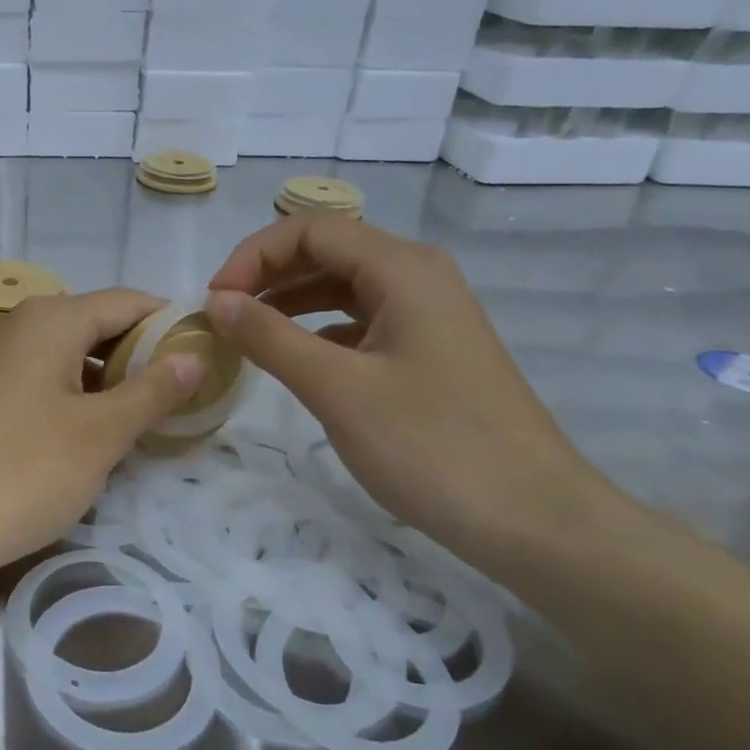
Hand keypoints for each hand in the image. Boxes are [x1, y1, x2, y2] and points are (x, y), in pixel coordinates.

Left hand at [0, 289, 203, 586]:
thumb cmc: (21, 471)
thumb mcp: (100, 434)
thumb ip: (152, 390)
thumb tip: (194, 355)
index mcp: (51, 319)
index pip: (127, 301)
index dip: (170, 323)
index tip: (208, 356)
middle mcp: (18, 326)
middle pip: (96, 325)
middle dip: (141, 355)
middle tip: (183, 395)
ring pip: (67, 355)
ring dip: (107, 380)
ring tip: (144, 418)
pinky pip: (40, 380)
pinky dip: (73, 397)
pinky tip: (89, 434)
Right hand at [206, 215, 617, 563]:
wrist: (534, 520)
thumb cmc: (432, 446)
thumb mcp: (337, 389)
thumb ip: (270, 337)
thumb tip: (217, 301)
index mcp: (402, 268)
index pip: (310, 229)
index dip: (253, 255)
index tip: (214, 301)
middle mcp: (419, 277)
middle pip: (328, 250)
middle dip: (268, 274)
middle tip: (224, 315)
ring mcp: (429, 314)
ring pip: (344, 285)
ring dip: (291, 300)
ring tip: (248, 334)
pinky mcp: (431, 351)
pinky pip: (362, 320)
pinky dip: (320, 329)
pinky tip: (298, 359)